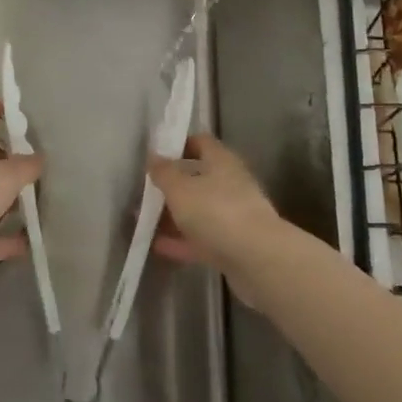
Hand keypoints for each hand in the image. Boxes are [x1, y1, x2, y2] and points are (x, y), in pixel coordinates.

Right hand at [149, 134, 283, 304]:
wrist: (258, 259)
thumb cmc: (216, 212)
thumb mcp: (180, 188)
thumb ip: (163, 172)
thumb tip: (153, 156)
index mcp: (222, 161)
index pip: (200, 142)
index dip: (179, 145)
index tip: (156, 155)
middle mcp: (231, 184)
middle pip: (198, 178)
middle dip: (172, 185)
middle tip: (146, 191)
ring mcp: (234, 216)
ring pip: (199, 210)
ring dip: (174, 215)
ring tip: (144, 220)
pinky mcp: (233, 245)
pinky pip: (201, 238)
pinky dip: (181, 240)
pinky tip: (157, 246)